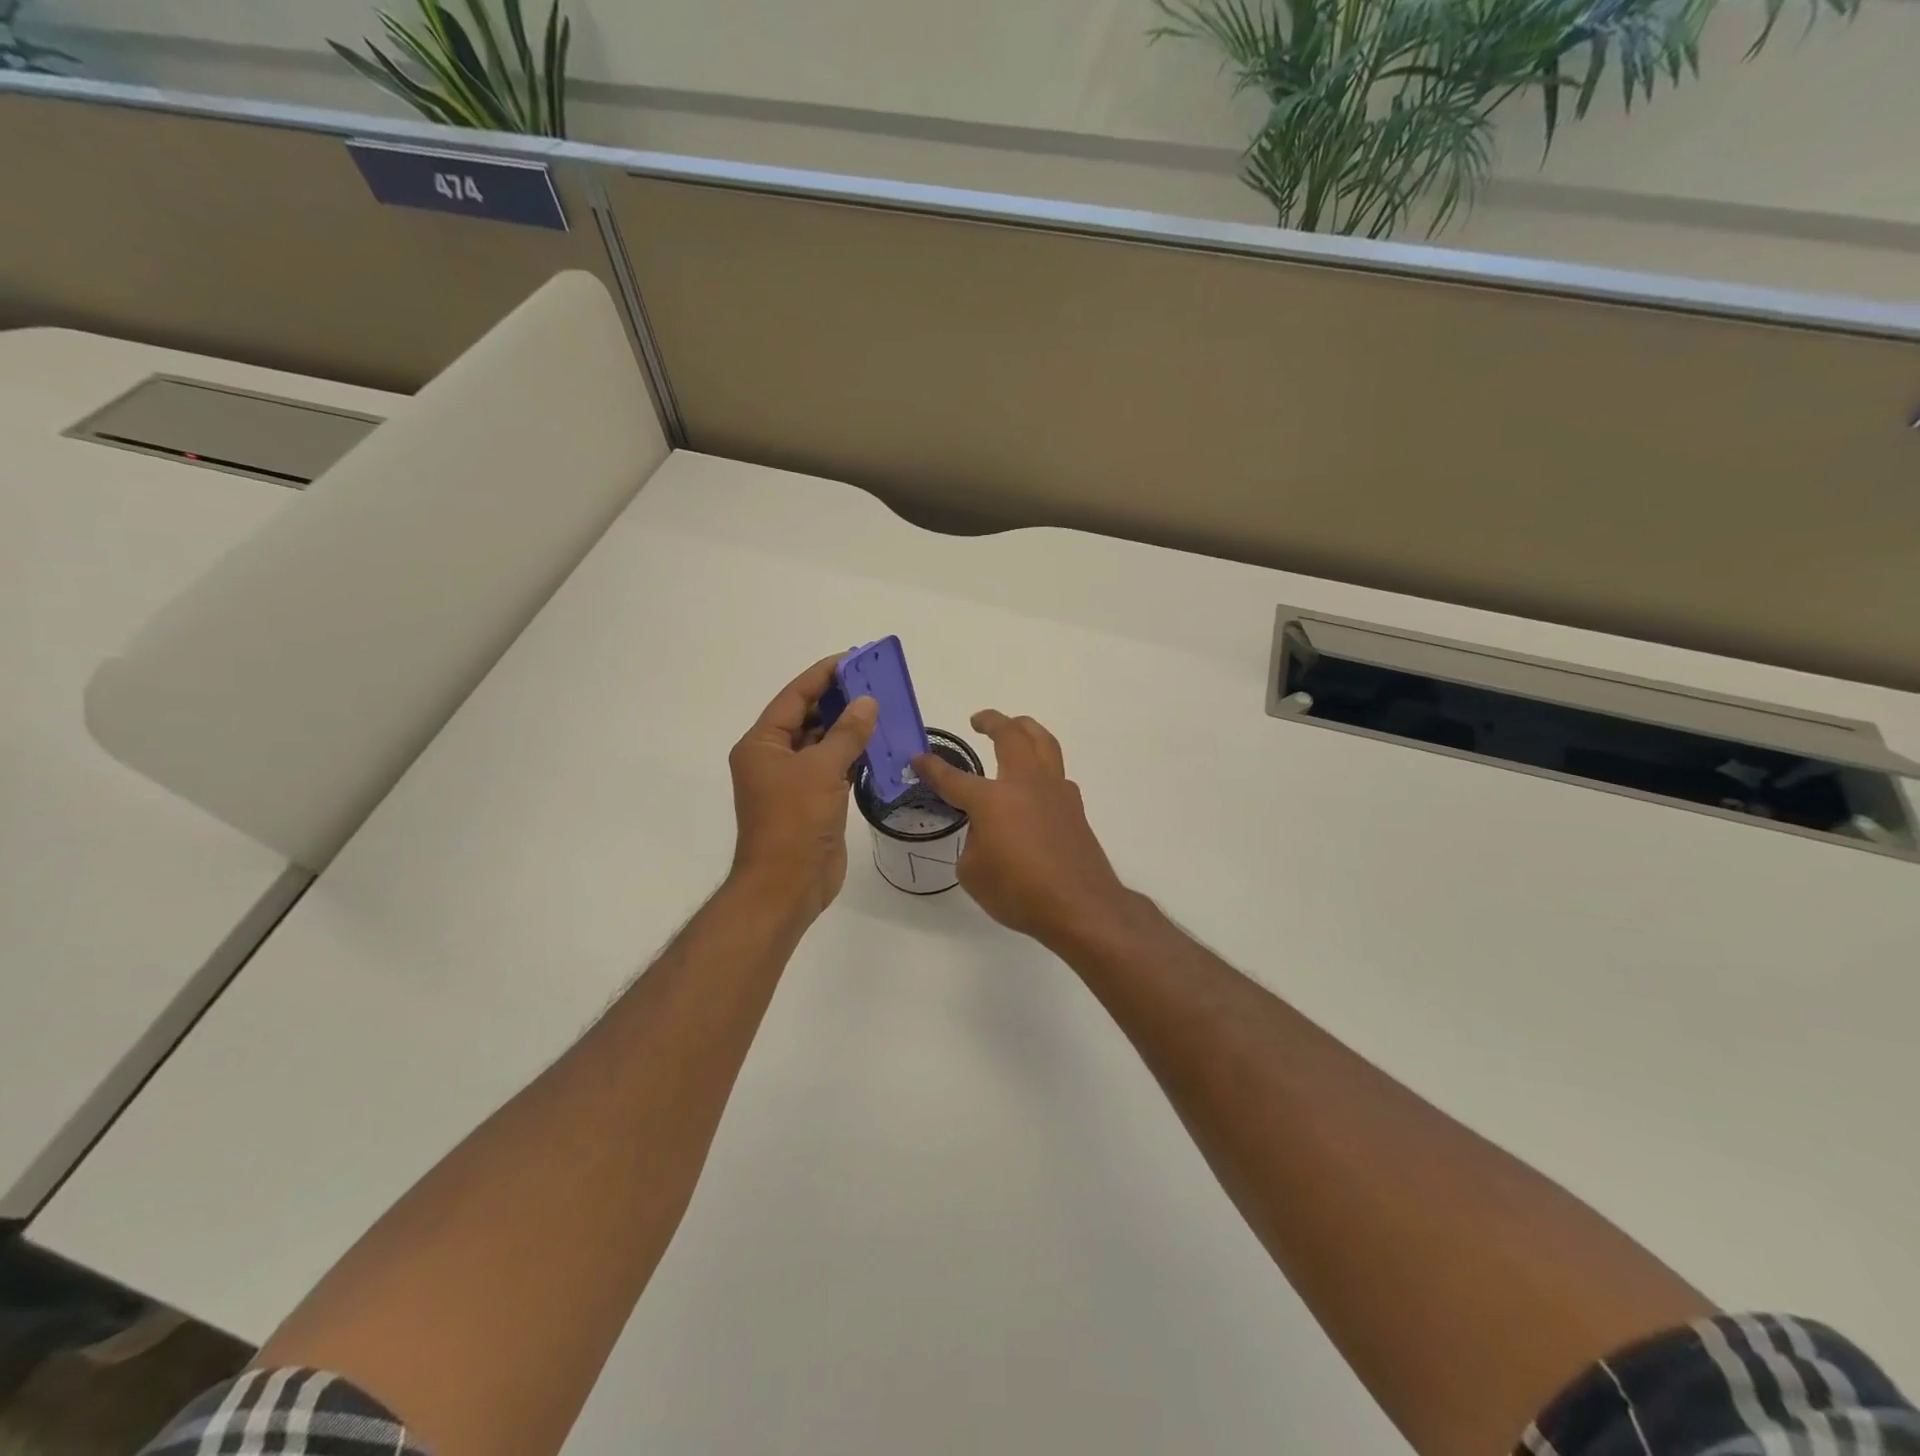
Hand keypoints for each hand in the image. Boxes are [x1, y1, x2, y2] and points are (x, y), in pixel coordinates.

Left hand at [728, 656, 876, 919]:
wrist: (788, 885)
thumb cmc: (795, 821)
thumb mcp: (822, 770)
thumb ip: (846, 733)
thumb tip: (867, 702)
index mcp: (762, 744)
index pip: (794, 698)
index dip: (822, 676)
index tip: (852, 659)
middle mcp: (774, 758)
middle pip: (807, 717)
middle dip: (839, 700)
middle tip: (874, 681)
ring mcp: (794, 781)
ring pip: (823, 743)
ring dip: (849, 728)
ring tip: (882, 707)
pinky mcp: (813, 801)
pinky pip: (835, 767)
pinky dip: (854, 755)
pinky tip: (880, 744)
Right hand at [913, 710, 1131, 947]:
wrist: (1080, 906)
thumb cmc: (1019, 892)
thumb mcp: (974, 872)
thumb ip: (974, 841)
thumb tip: (987, 830)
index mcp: (992, 799)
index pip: (953, 778)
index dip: (932, 768)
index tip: (918, 758)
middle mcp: (1025, 784)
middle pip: (1011, 735)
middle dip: (992, 721)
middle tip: (979, 719)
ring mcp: (1055, 791)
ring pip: (1043, 742)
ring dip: (1026, 728)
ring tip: (1015, 727)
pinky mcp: (1074, 806)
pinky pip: (1056, 771)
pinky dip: (1043, 763)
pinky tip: (1035, 780)